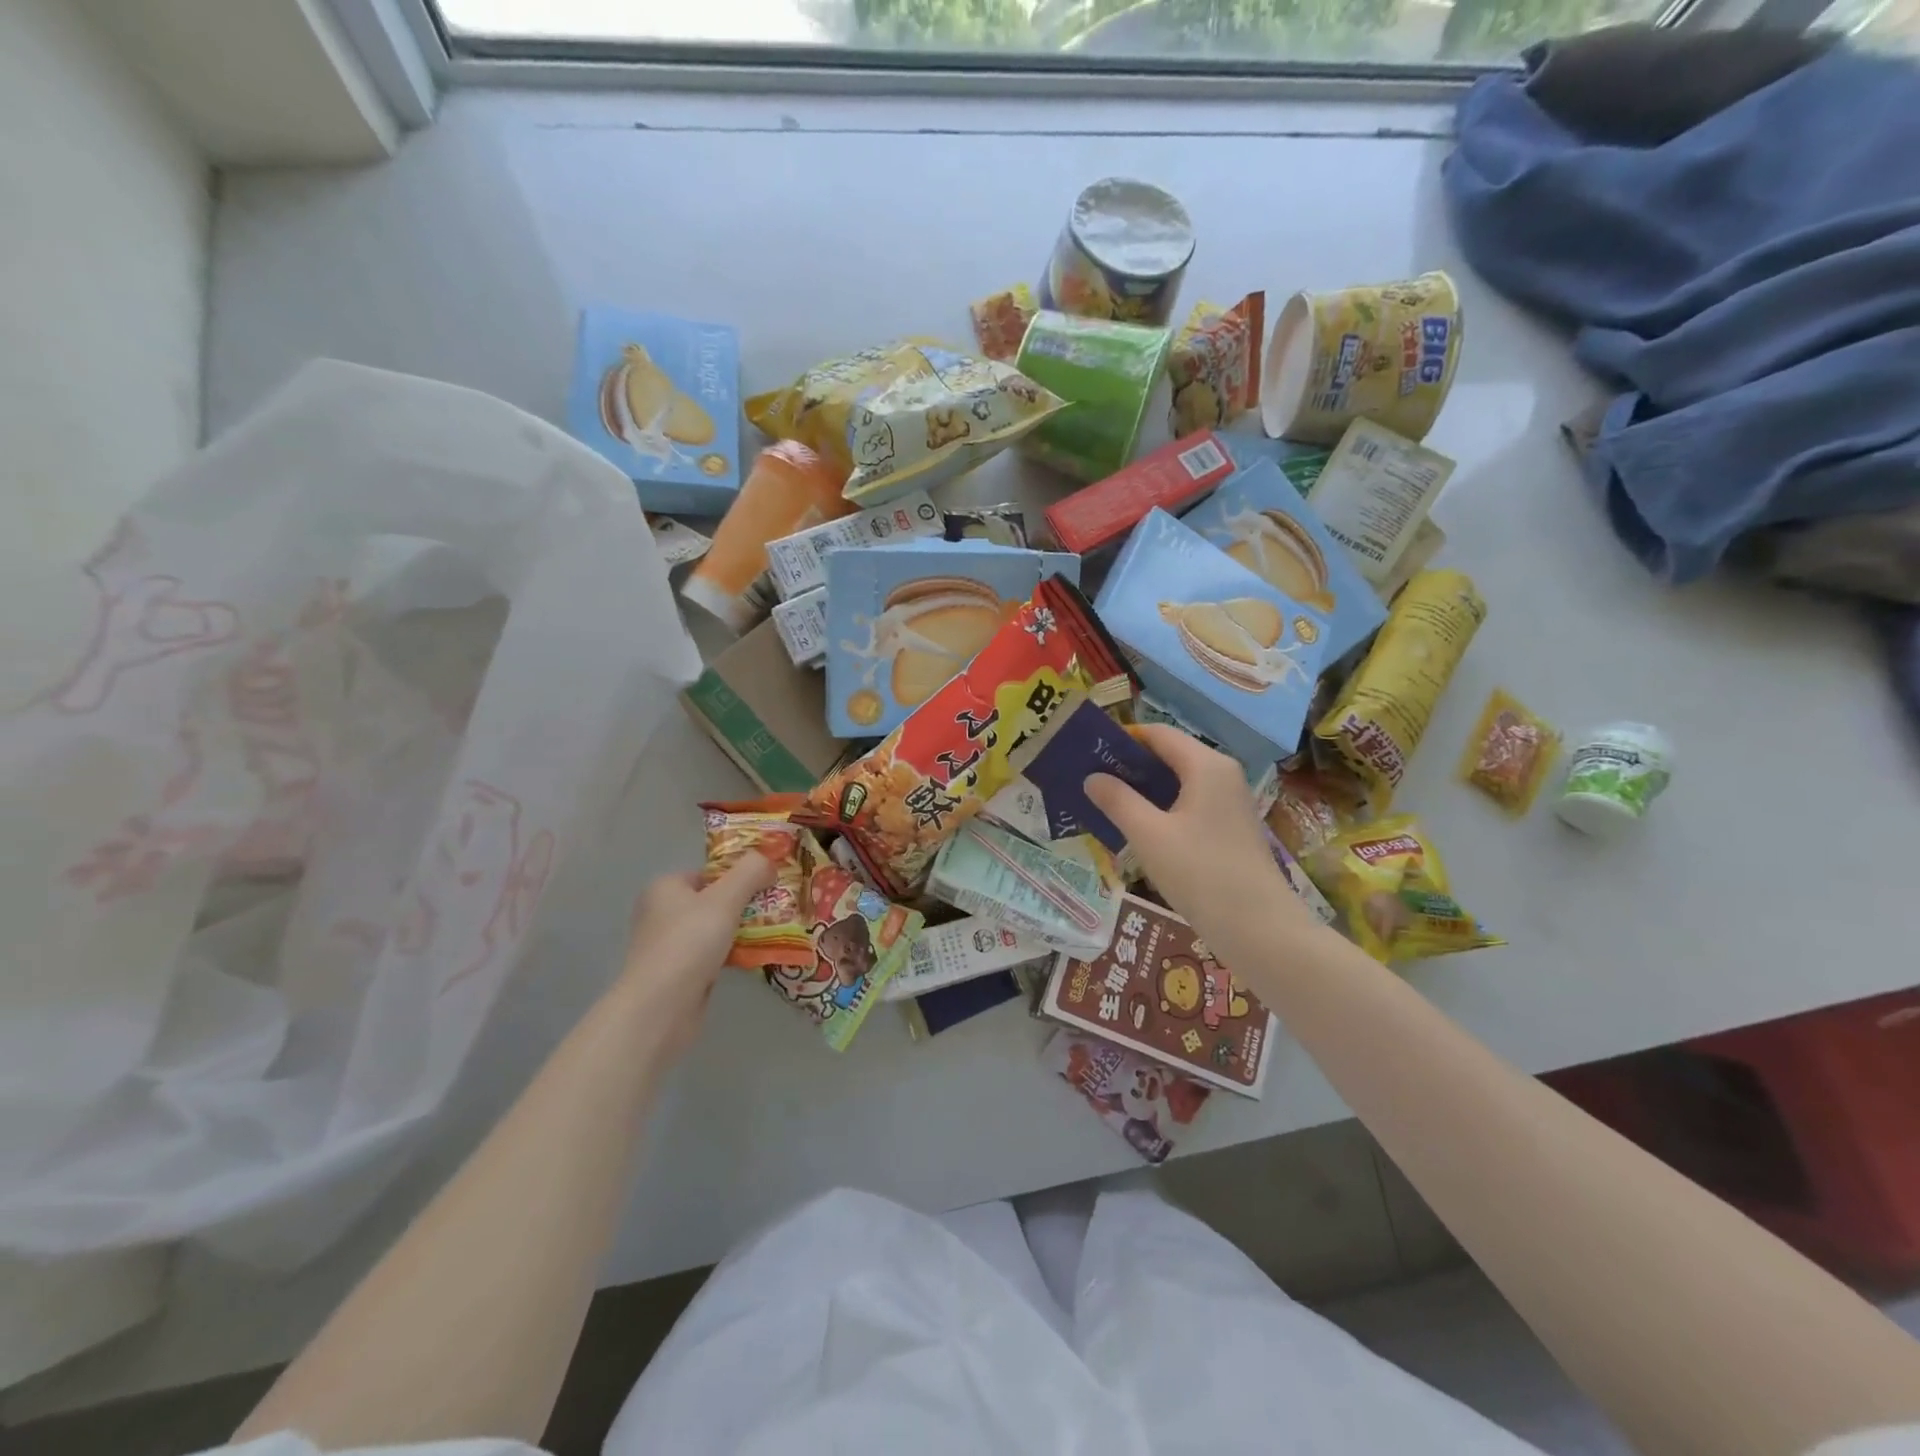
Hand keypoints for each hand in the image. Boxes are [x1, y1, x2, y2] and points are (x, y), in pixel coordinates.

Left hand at [615, 854, 775, 1064]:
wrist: (660, 1008)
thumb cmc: (689, 943)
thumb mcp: (726, 898)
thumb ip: (751, 872)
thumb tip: (769, 861)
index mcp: (665, 887)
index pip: (710, 872)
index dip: (739, 875)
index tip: (769, 884)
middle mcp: (662, 913)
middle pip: (714, 900)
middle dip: (745, 904)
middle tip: (776, 908)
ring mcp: (669, 945)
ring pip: (715, 929)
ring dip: (742, 931)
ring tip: (774, 931)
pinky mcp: (678, 974)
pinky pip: (713, 955)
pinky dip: (733, 954)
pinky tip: (756, 957)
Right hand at [1085, 725, 1311, 963]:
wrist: (1259, 928)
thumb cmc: (1200, 873)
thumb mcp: (1149, 835)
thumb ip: (1118, 800)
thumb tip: (1092, 777)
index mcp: (1205, 765)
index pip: (1158, 734)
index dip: (1122, 739)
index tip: (1089, 752)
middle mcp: (1222, 774)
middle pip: (1170, 755)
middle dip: (1130, 765)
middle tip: (1091, 779)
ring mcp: (1230, 801)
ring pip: (1180, 781)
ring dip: (1145, 789)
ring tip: (1107, 803)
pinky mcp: (1231, 827)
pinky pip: (1190, 803)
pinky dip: (1163, 807)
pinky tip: (1139, 828)